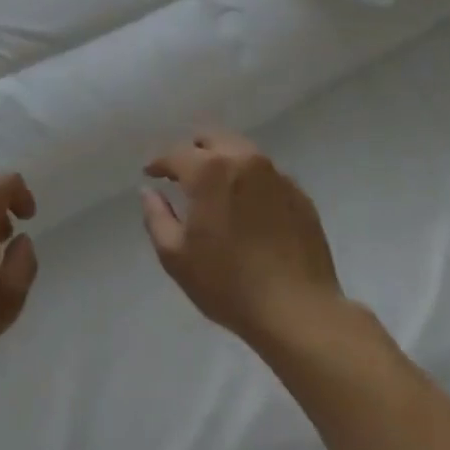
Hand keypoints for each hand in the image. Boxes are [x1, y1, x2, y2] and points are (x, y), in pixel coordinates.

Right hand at [141, 131, 344, 350]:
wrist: (298, 312)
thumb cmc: (228, 284)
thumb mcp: (176, 256)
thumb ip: (156, 216)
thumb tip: (149, 191)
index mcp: (209, 171)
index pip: (176, 153)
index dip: (159, 163)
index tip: (152, 175)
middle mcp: (243, 160)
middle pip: (212, 138)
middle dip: (193, 151)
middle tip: (183, 174)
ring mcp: (276, 175)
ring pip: (242, 151)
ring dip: (223, 161)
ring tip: (216, 187)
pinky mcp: (299, 194)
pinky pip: (267, 175)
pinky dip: (250, 180)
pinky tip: (248, 207)